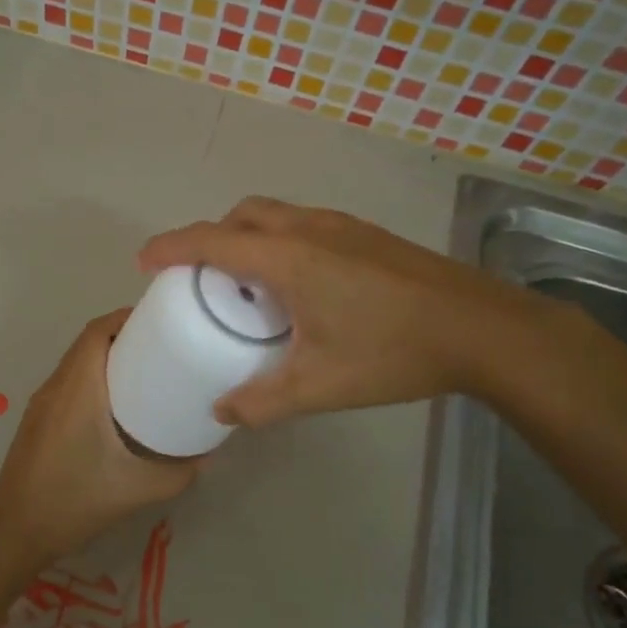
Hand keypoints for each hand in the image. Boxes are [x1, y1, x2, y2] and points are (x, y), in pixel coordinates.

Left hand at [0, 309, 197, 568]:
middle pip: (89, 341)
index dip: (128, 317)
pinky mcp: (38, 421)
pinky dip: (94, 378)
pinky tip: (119, 406)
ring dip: (108, 357)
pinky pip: (69, 383)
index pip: (98, 330)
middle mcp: (56, 386)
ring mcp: (42, 403)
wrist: (13, 533)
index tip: (163, 322)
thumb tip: (207, 455)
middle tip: (165, 348)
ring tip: (148, 371)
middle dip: (125, 336)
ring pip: (77, 362)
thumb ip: (178, 473)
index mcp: (77, 388)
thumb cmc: (73, 501)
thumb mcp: (136, 489)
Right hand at [139, 197, 546, 426]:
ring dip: (248, 236)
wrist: (482, 329)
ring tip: (247, 282)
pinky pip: (304, 224)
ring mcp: (342, 226)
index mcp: (287, 258)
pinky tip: (300, 285)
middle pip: (242, 215)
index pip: (211, 241)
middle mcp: (309, 229)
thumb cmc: (393, 352)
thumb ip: (262, 402)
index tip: (144, 262)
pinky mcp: (367, 235)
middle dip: (210, 236)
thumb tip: (222, 412)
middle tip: (200, 276)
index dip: (171, 247)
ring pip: (276, 215)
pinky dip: (280, 241)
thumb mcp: (319, 385)